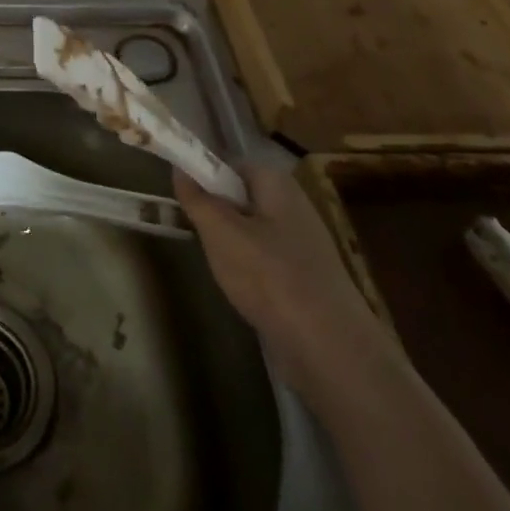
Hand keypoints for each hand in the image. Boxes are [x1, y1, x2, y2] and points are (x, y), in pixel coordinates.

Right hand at [173, 161, 393, 400]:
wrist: (329, 346)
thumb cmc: (269, 277)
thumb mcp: (220, 233)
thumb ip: (198, 198)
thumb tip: (179, 167)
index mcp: (278, 185)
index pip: (233, 164)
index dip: (205, 176)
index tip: (182, 197)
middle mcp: (294, 206)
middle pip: (242, 196)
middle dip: (216, 212)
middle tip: (195, 232)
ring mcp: (304, 243)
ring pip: (252, 229)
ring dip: (230, 243)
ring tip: (216, 263)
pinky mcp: (306, 275)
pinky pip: (266, 258)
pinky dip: (248, 268)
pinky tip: (240, 288)